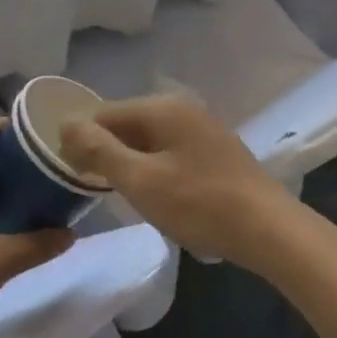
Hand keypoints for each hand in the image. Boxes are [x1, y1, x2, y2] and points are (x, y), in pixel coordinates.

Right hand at [58, 94, 297, 269]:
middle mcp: (181, 107)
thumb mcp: (140, 181)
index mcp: (161, 107)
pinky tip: (158, 194)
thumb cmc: (199, 204)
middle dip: (107, 151)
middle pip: (127, 123)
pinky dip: (155, 167)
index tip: (72, 174)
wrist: (270, 230)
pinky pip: (170, 149)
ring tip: (125, 195)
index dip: (82, 140)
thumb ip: (99, 150)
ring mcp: (202, 127)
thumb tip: (66, 124)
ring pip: (149, 138)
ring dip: (131, 162)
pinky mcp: (215, 149)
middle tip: (96, 189)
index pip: (104, 113)